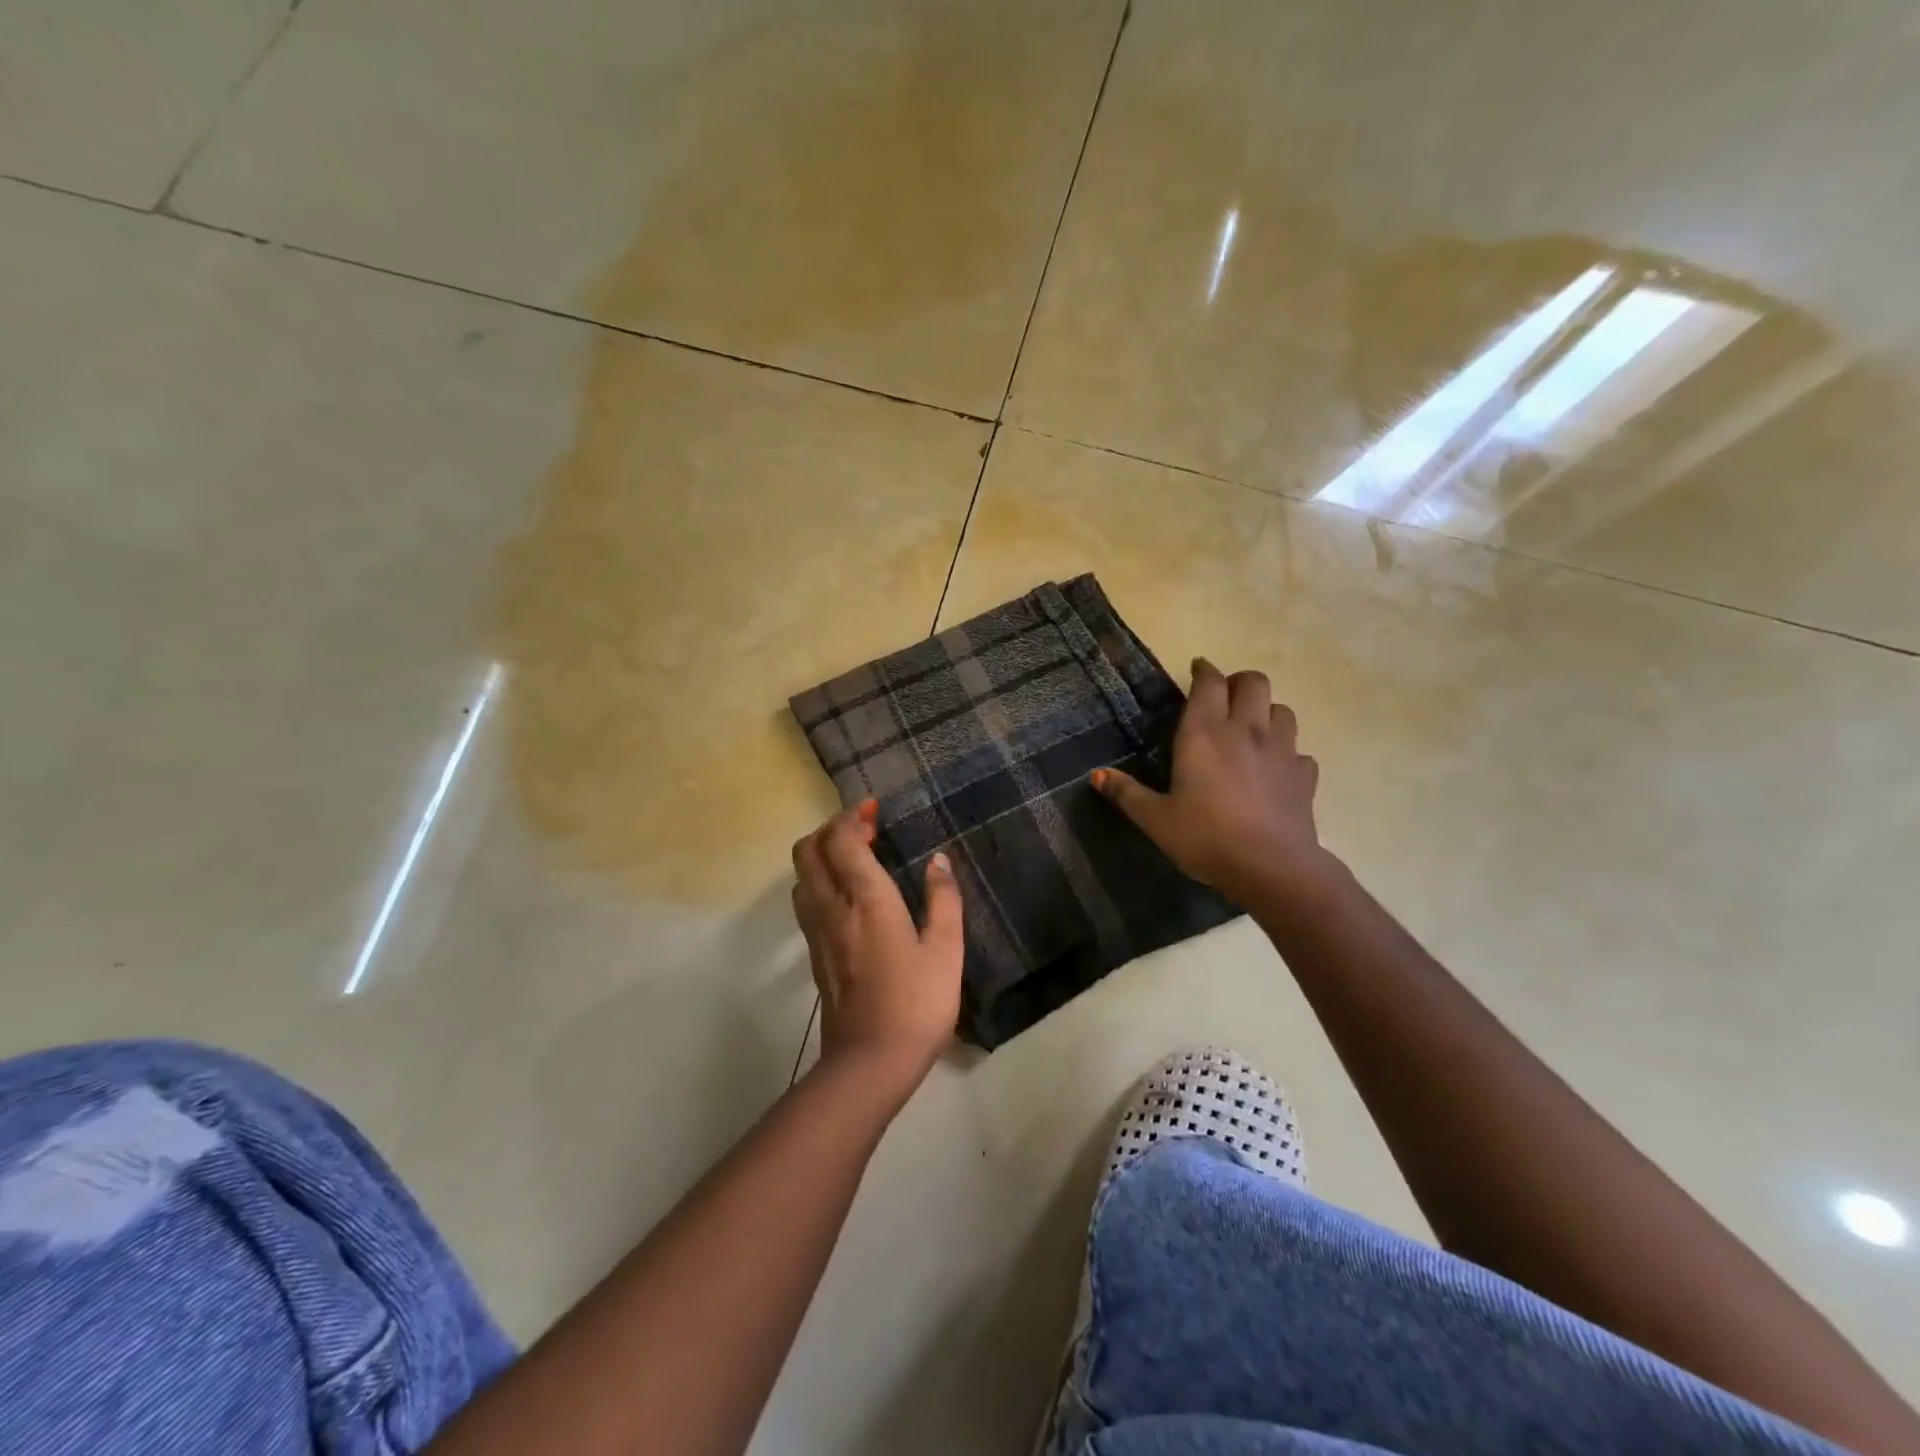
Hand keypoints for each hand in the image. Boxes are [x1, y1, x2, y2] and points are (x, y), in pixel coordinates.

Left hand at [791, 801, 964, 1093]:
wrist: (870, 1064)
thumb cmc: (917, 1003)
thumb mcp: (946, 951)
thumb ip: (943, 900)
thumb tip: (939, 861)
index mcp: (866, 899)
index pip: (840, 840)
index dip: (852, 817)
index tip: (874, 810)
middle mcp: (832, 908)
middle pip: (808, 851)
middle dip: (830, 829)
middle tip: (864, 830)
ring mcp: (817, 933)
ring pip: (802, 876)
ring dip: (821, 855)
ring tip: (856, 859)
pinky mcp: (815, 955)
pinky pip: (806, 902)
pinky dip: (820, 881)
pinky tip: (849, 896)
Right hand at [1092, 658, 1334, 906]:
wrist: (1271, 867)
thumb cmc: (1205, 837)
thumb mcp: (1155, 819)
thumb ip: (1126, 793)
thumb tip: (1095, 775)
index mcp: (1205, 734)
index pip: (1209, 683)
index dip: (1204, 670)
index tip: (1197, 668)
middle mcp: (1245, 731)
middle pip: (1254, 682)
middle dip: (1239, 682)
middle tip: (1224, 697)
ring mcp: (1281, 751)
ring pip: (1282, 710)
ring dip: (1267, 711)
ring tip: (1252, 729)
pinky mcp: (1303, 775)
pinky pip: (1299, 752)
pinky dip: (1287, 753)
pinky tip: (1275, 770)